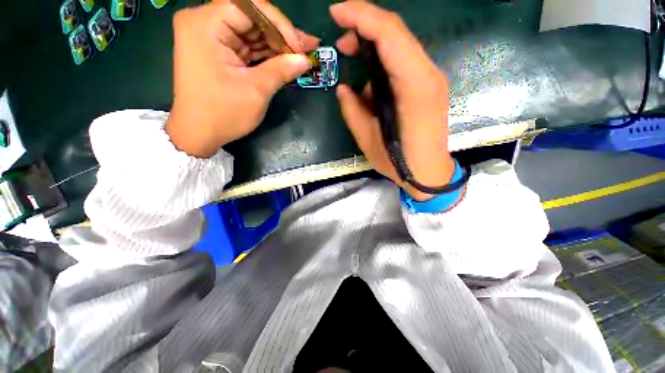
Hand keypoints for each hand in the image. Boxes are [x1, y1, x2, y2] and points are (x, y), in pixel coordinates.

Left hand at [166, 1, 319, 157]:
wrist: (198, 134)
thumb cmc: (223, 113)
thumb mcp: (256, 91)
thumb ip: (281, 70)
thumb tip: (305, 59)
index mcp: (205, 24)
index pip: (249, 6)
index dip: (279, 23)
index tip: (298, 46)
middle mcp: (204, 23)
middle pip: (251, 18)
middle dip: (281, 35)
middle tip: (308, 47)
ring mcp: (210, 38)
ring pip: (251, 33)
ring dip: (277, 46)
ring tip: (302, 54)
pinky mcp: (217, 52)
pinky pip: (246, 47)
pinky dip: (266, 55)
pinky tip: (285, 60)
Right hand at [331, 2, 453, 200]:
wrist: (429, 173)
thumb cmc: (399, 162)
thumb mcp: (367, 139)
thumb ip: (352, 110)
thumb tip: (345, 88)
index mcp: (413, 87)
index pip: (389, 35)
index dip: (361, 16)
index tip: (336, 13)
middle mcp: (427, 75)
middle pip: (397, 33)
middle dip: (365, 27)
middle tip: (342, 43)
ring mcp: (431, 79)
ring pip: (401, 46)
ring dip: (374, 45)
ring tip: (353, 58)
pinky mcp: (429, 87)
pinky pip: (404, 62)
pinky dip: (384, 61)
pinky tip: (371, 79)